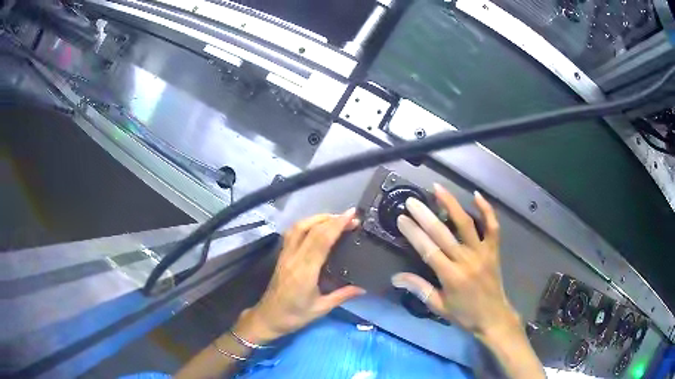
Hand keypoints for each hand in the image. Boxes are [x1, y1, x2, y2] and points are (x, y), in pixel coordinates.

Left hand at [235, 209, 365, 342]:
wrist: (268, 317)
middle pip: (310, 229)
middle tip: (350, 218)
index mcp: (305, 271)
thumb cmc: (294, 316)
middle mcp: (293, 258)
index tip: (352, 216)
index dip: (336, 225)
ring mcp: (285, 255)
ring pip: (298, 227)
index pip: (321, 240)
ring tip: (334, 219)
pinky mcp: (281, 256)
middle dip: (331, 219)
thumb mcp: (321, 308)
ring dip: (317, 218)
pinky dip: (306, 224)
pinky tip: (316, 227)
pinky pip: (292, 233)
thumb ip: (342, 295)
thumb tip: (363, 287)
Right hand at [392, 184, 519, 339]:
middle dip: (425, 215)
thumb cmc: (465, 314)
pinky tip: (476, 195)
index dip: (413, 233)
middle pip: (443, 233)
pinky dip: (487, 210)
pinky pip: (493, 227)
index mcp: (451, 276)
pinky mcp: (494, 250)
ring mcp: (482, 252)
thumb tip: (395, 277)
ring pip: (466, 224)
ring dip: (451, 204)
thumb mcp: (439, 307)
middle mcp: (466, 260)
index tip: (402, 218)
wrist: (493, 317)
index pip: (428, 250)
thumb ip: (419, 289)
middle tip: (412, 201)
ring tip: (438, 188)